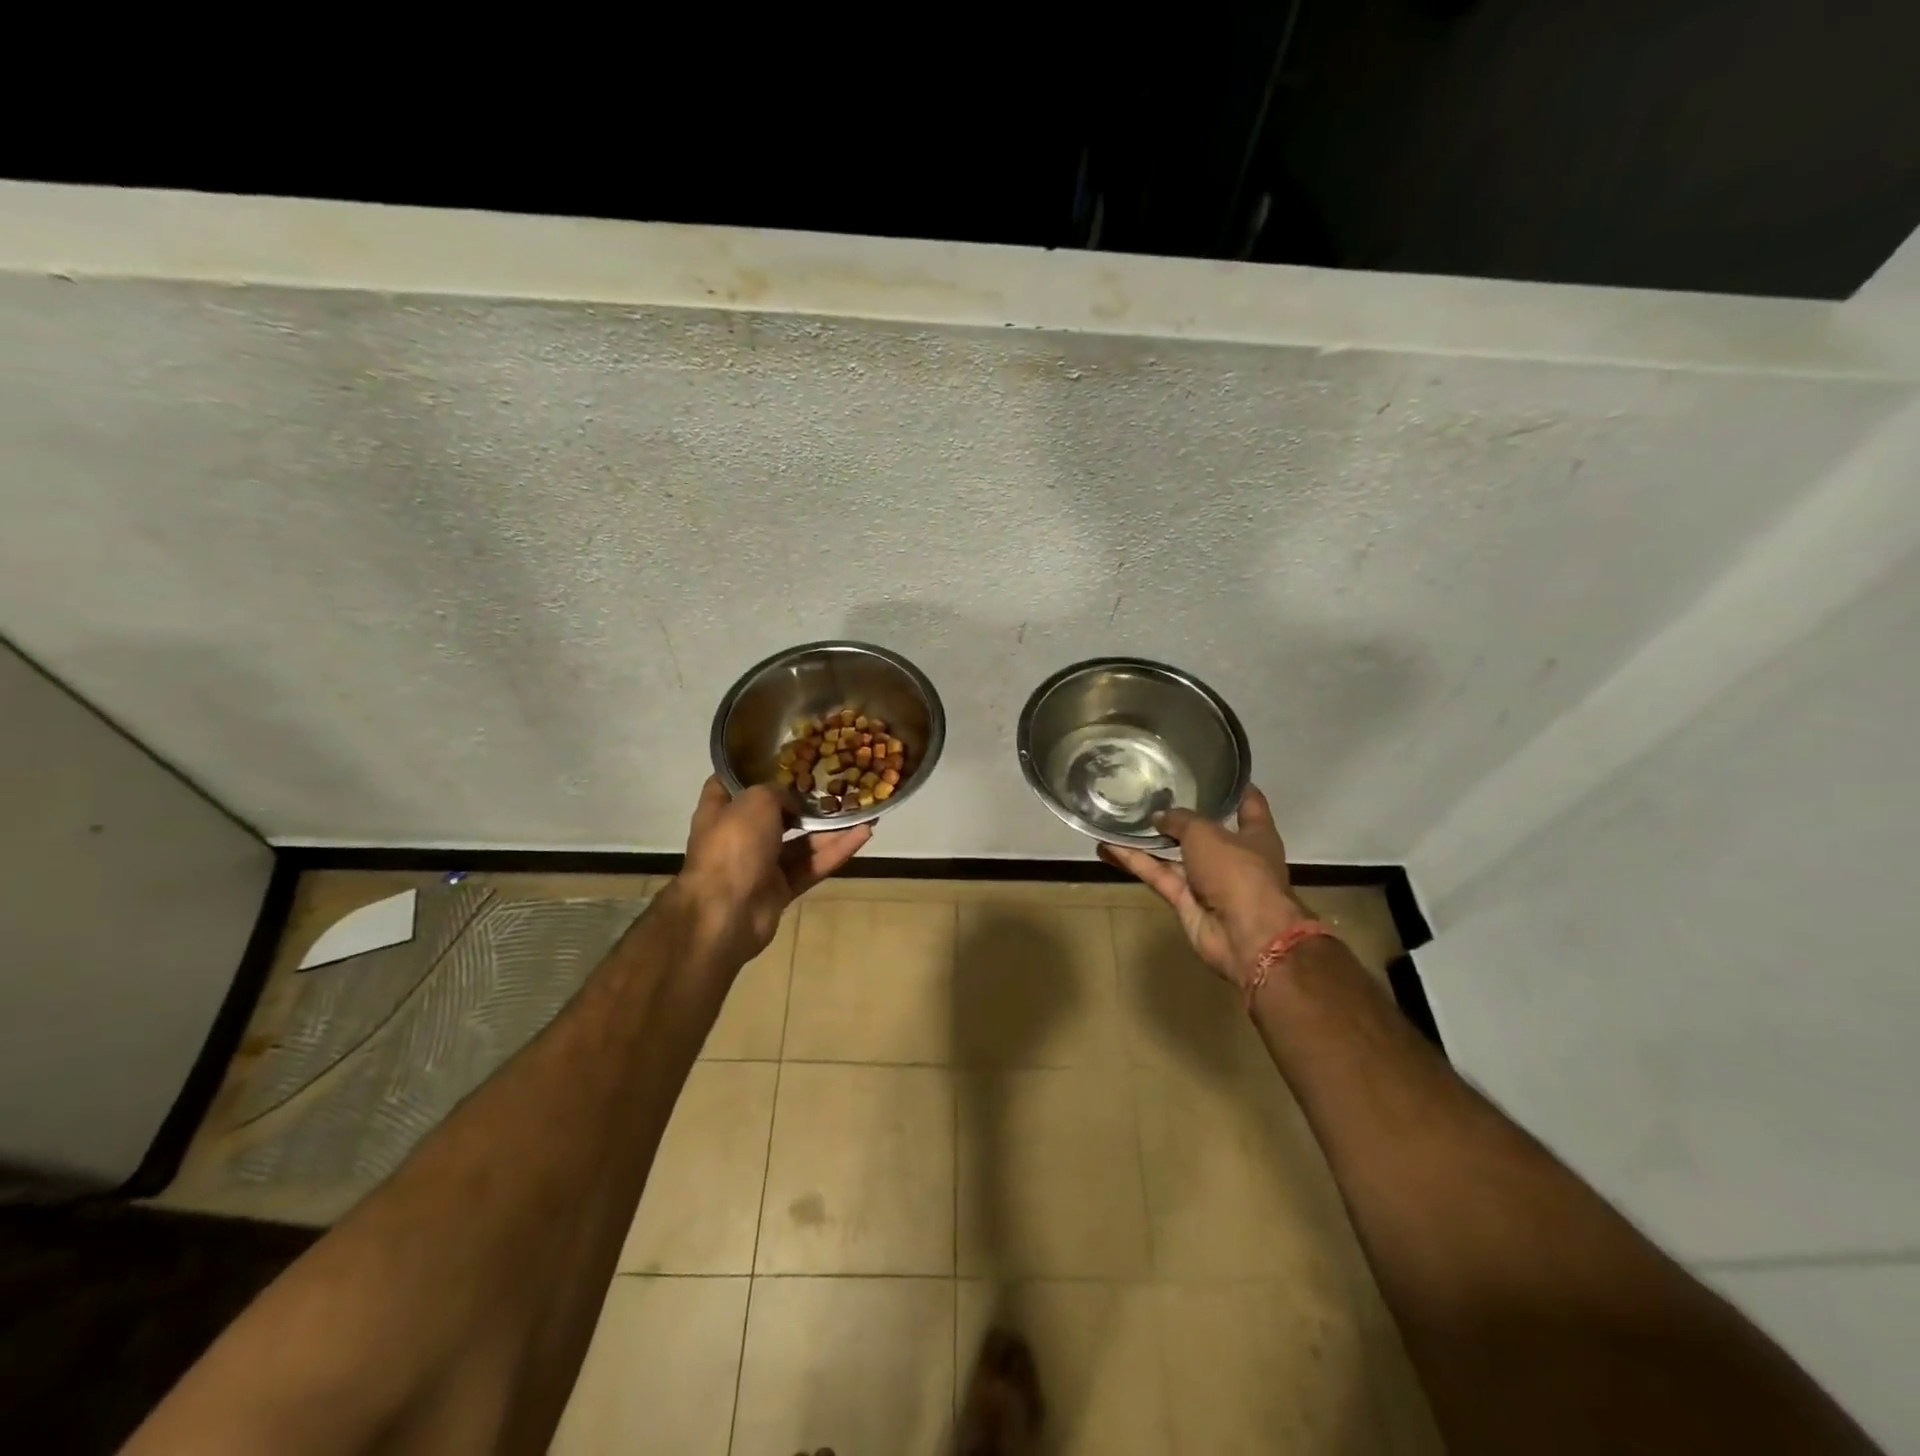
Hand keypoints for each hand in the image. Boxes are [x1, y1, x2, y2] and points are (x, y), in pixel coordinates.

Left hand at [674, 775, 872, 964]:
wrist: (727, 912)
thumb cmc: (734, 845)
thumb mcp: (755, 801)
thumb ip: (777, 792)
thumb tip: (793, 805)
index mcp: (720, 811)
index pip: (730, 784)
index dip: (752, 769)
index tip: (782, 758)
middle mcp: (739, 836)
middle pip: (774, 814)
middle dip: (802, 802)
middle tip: (834, 785)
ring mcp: (760, 865)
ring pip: (800, 843)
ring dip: (829, 829)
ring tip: (860, 810)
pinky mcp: (780, 889)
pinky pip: (811, 866)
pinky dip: (835, 852)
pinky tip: (863, 835)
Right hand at [1097, 783, 1310, 990]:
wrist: (1246, 935)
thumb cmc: (1238, 872)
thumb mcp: (1207, 833)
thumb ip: (1180, 820)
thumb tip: (1160, 817)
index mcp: (1255, 834)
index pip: (1247, 803)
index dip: (1232, 788)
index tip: (1210, 770)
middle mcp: (1232, 855)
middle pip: (1203, 830)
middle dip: (1178, 815)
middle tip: (1148, 793)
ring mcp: (1208, 880)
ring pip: (1173, 854)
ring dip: (1147, 840)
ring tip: (1118, 817)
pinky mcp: (1185, 900)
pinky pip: (1157, 875)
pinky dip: (1135, 862)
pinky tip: (1107, 846)